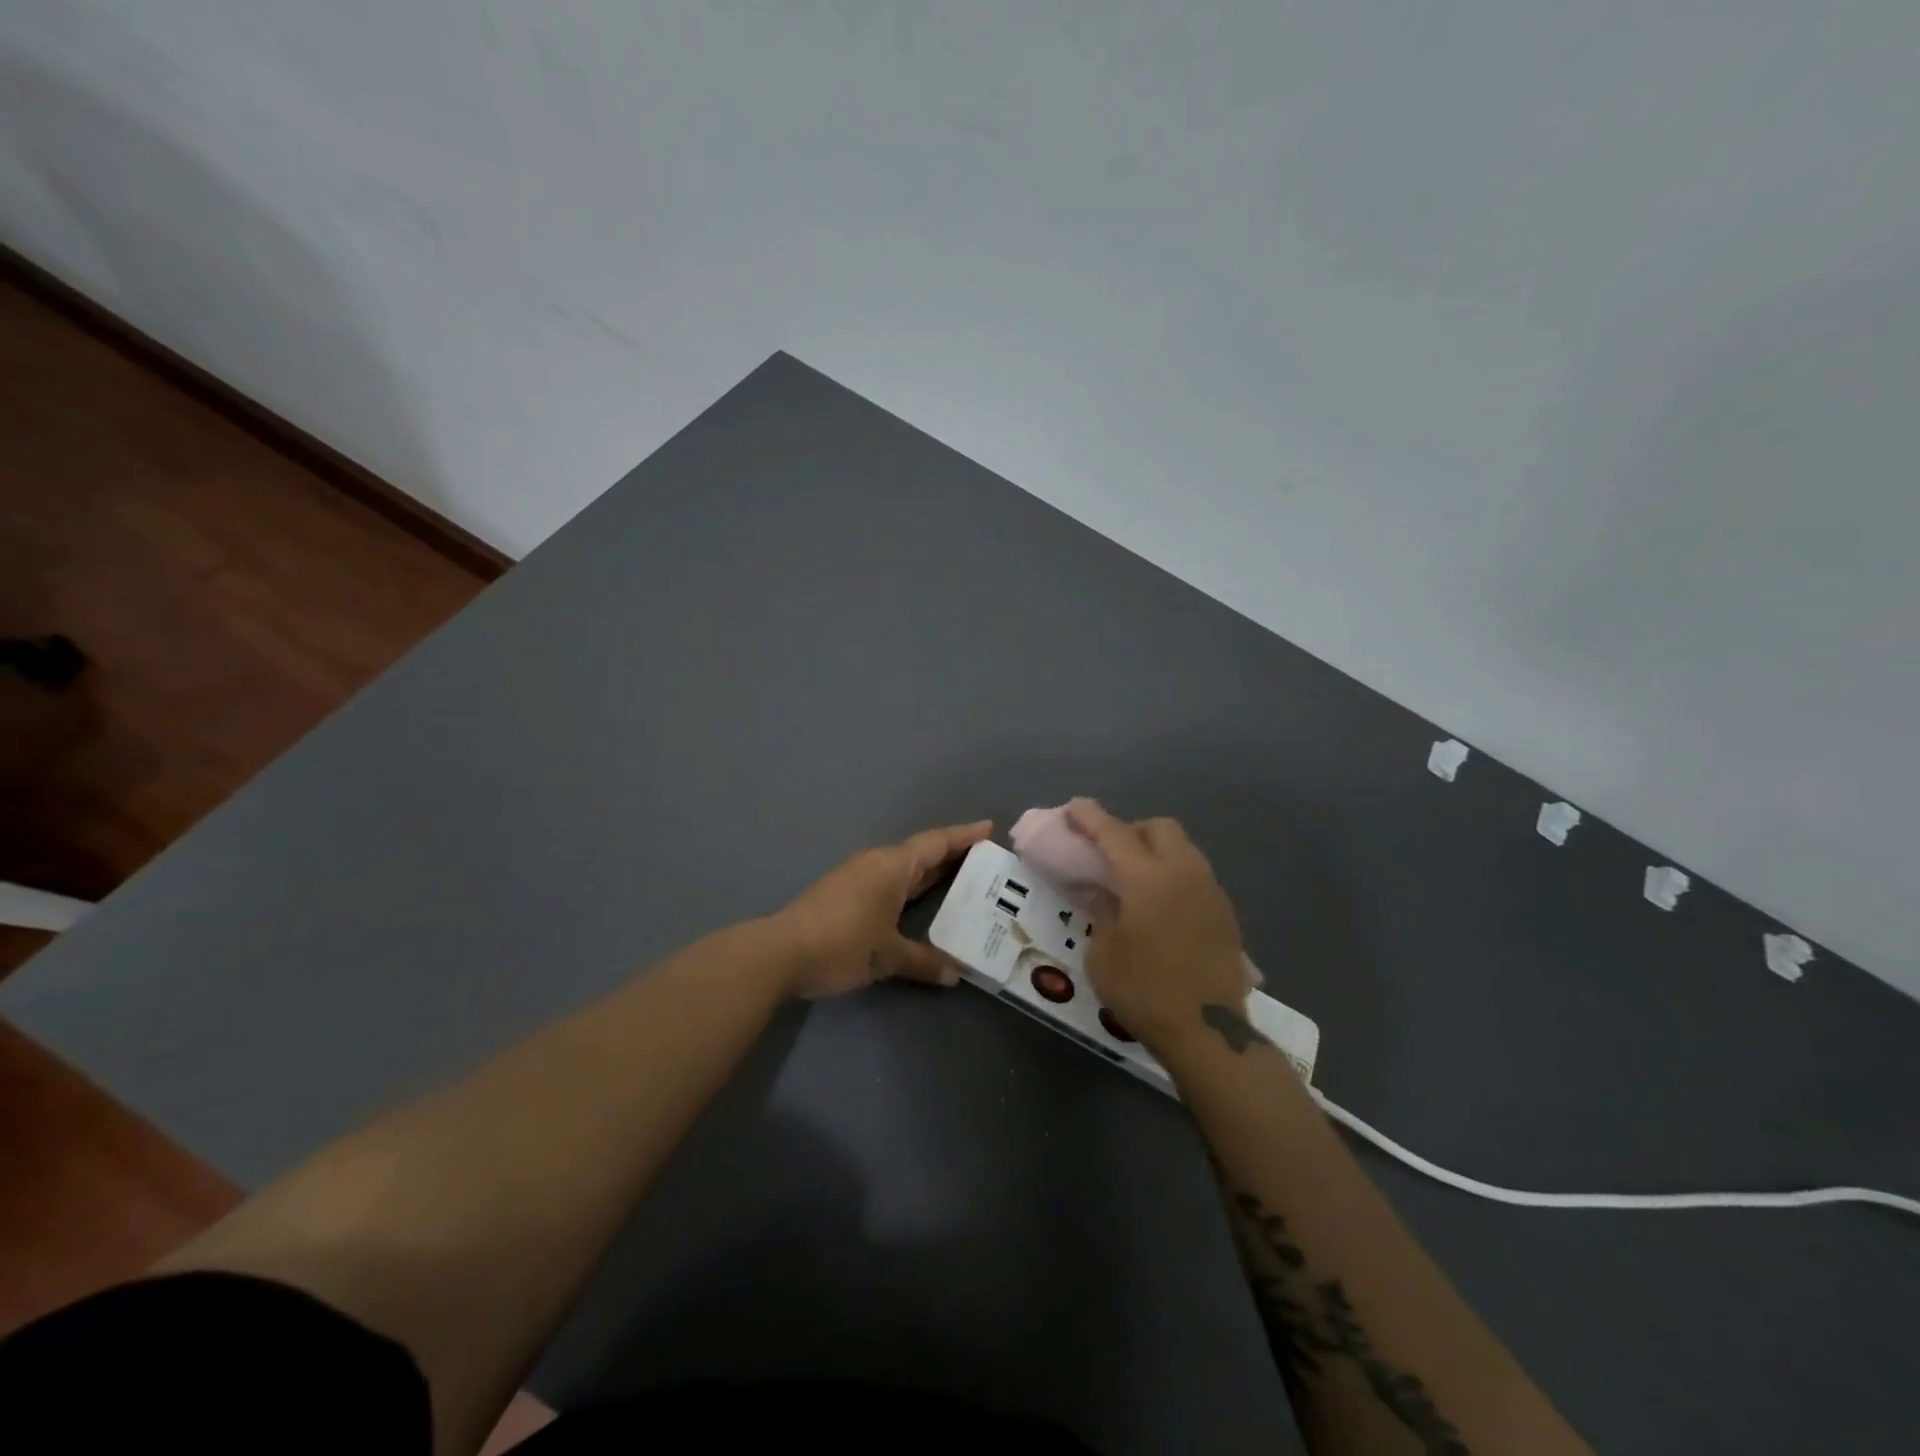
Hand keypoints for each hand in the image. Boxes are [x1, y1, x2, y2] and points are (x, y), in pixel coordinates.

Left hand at [777, 820, 993, 998]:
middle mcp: (877, 864)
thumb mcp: (887, 955)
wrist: (780, 952)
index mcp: (892, 866)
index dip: (964, 836)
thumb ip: (924, 962)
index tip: (989, 829)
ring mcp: (858, 878)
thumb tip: (954, 975)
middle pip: (921, 853)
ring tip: (960, 883)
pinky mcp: (844, 895)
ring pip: (904, 869)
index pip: (936, 843)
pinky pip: (889, 883)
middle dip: (952, 855)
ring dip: (930, 873)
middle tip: (986, 862)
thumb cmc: (842, 943)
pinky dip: (910, 889)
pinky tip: (918, 906)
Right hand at [1066, 799, 1247, 1056]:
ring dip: (1155, 850)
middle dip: (1131, 830)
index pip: (1113, 833)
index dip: (1090, 817)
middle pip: (1158, 827)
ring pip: (1182, 847)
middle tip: (1110, 853)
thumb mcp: (1103, 953)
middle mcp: (1183, 872)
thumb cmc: (1144, 992)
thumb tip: (1105, 891)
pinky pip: (1194, 873)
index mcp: (1147, 878)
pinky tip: (1161, 904)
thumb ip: (1102, 910)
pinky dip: (1173, 874)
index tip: (1074, 807)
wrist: (1208, 1032)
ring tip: (1135, 879)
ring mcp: (1209, 889)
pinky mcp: (1224, 911)